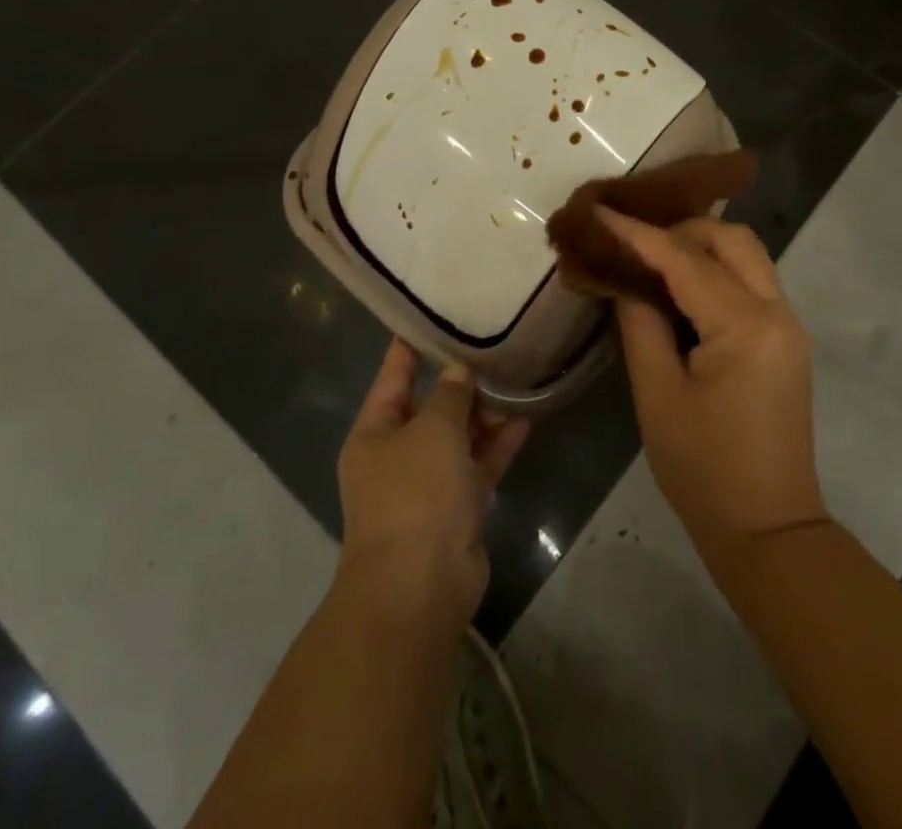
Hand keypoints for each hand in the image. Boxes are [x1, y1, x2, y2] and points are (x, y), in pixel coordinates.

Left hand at [336, 340, 531, 630]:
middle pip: (430, 406)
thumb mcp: (432, 429)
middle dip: (459, 381)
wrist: (420, 587)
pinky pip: (479, 465)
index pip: (393, 376)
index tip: (433, 314)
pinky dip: (499, 444)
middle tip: (492, 344)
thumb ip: (449, 394)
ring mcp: (428, 484)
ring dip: (484, 412)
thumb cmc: (415, 493)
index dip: (410, 346)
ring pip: (459, 436)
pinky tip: (527, 418)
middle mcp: (397, 455)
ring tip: (516, 375)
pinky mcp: (457, 508)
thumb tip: (458, 370)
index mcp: (374, 432)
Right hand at [598, 209, 827, 552]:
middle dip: (679, 228)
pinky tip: (680, 283)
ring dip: (701, 244)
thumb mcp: (657, 395)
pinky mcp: (787, 340)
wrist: (768, 530)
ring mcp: (789, 325)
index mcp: (745, 327)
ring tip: (651, 253)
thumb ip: (640, 324)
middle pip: (732, 239)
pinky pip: (752, 281)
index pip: (684, 260)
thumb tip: (625, 280)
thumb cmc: (704, 470)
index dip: (637, 233)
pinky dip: (716, 268)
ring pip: (747, 254)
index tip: (599, 210)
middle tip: (631, 239)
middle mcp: (778, 312)